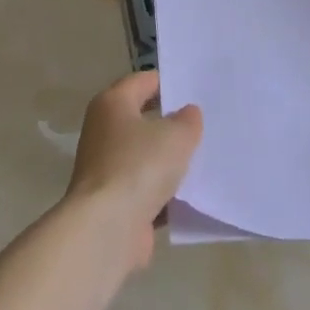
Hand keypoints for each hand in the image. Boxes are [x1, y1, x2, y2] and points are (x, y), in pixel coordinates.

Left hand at [66, 71, 202, 269]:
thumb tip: (187, 114)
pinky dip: (165, 192)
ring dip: (169, 160)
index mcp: (112, 104)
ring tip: (206, 157)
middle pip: (143, 119)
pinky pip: (146, 189)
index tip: (197, 90)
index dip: (170, 83)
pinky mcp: (114, 202)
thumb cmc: (139, 166)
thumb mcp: (176, 135)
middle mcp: (103, 132)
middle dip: (172, 123)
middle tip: (206, 122)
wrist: (107, 229)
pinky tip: (192, 193)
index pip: (144, 81)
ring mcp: (106, 169)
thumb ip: (187, 120)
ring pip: (146, 156)